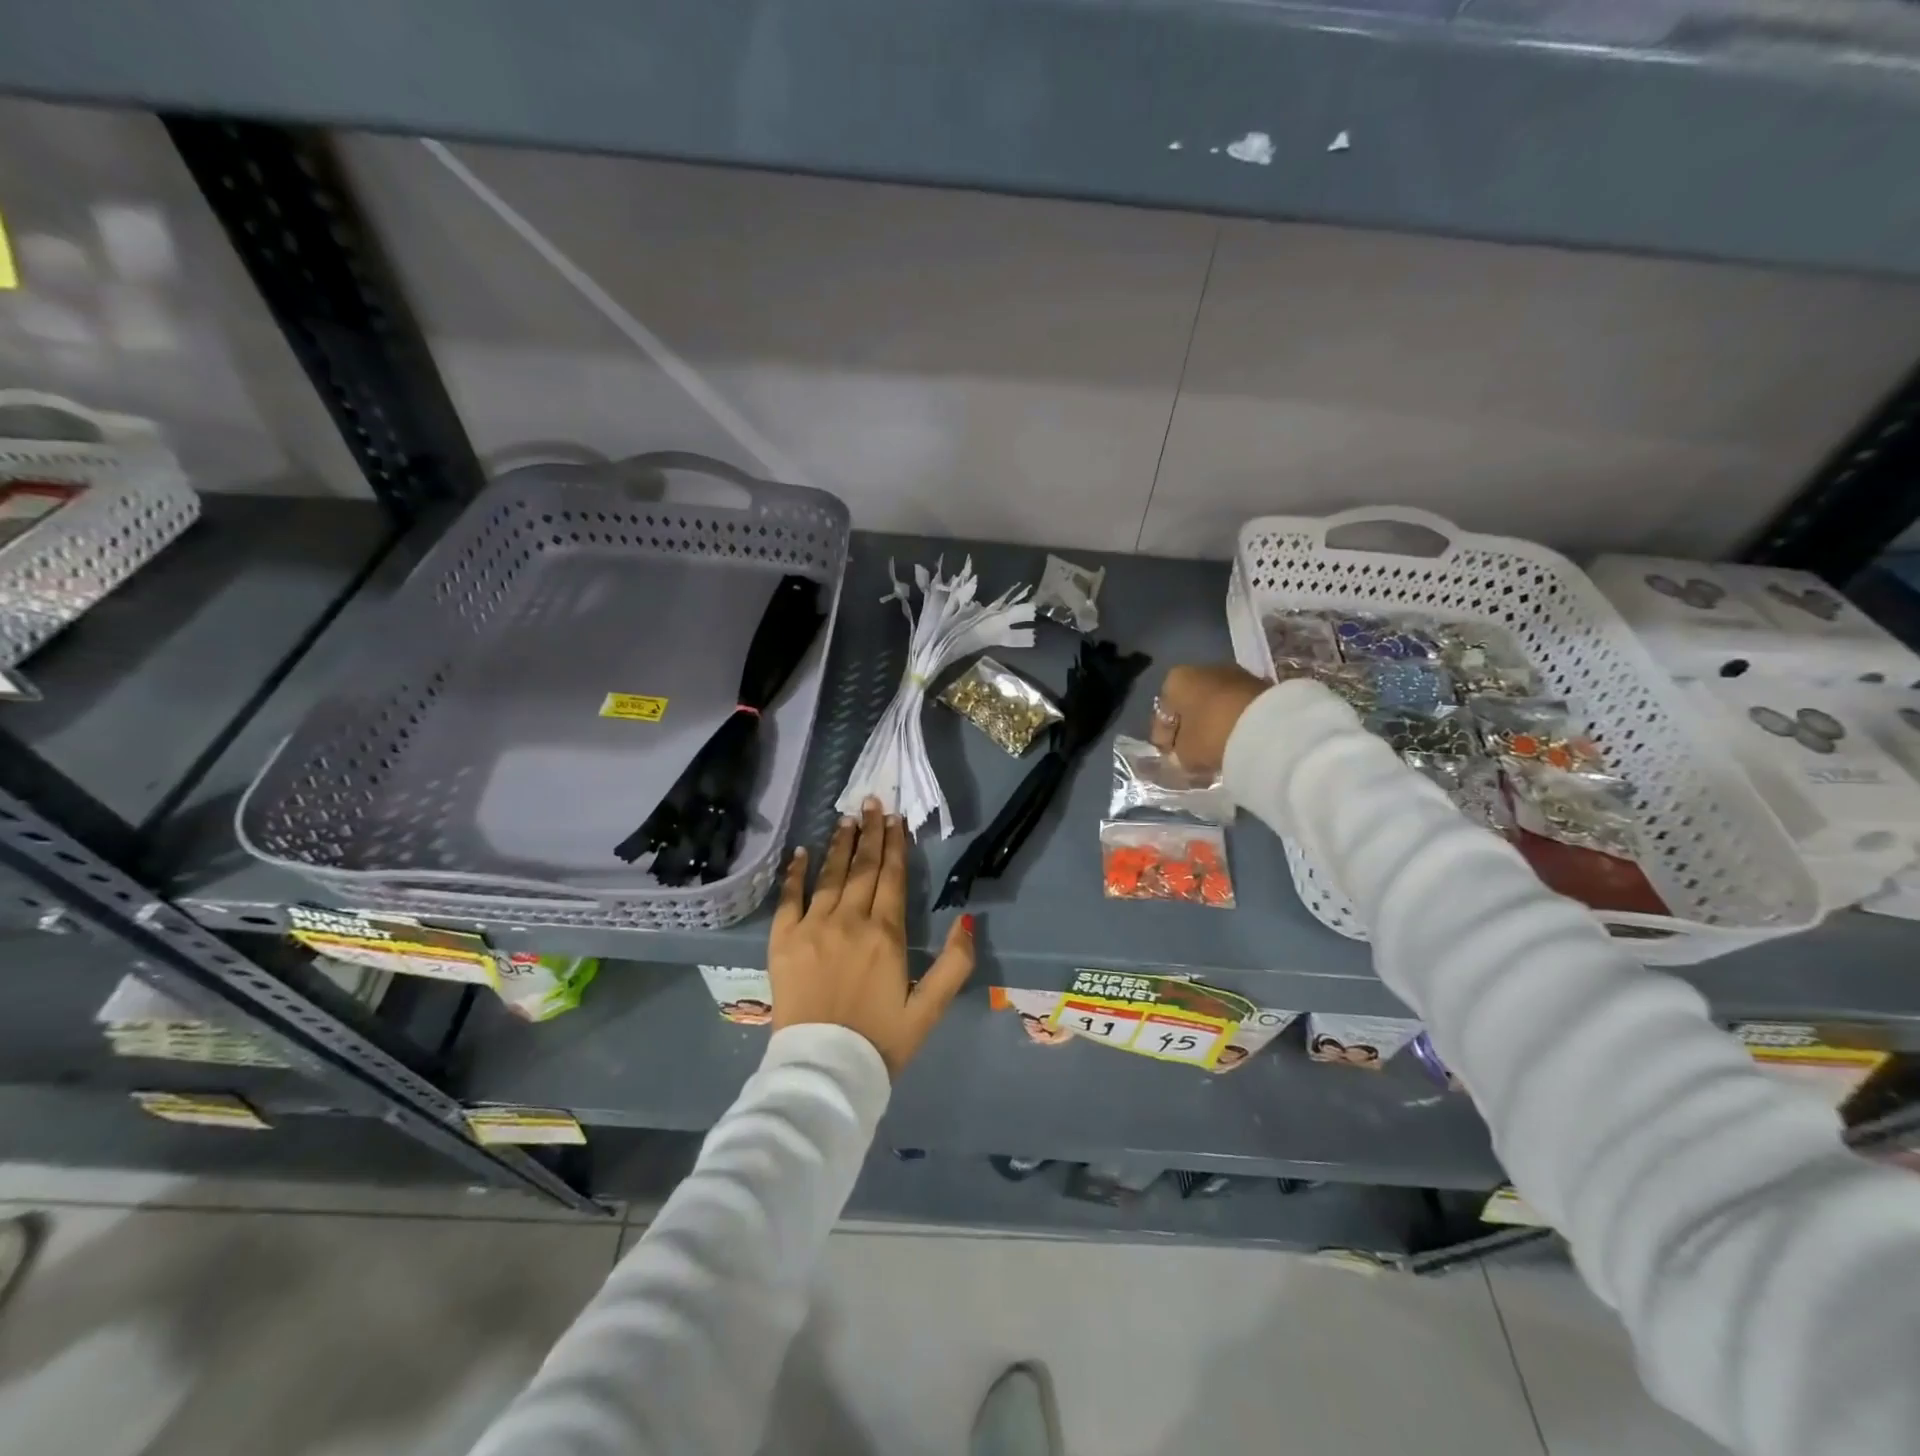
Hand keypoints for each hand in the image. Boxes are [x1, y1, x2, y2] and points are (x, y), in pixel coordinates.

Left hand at [769, 797, 975, 1077]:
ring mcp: (812, 928)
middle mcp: (848, 921)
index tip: (895, 819)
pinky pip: (789, 897)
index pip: (890, 877)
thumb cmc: (880, 1041)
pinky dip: (795, 872)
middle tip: (872, 803)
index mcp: (885, 935)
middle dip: (869, 833)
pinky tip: (801, 852)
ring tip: (846, 817)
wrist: (823, 1072)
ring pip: (829, 875)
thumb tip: (966, 918)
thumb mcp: (929, 1009)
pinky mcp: (783, 941)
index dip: (894, 845)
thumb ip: (954, 964)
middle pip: (861, 868)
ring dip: (839, 844)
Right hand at [1151, 664, 1269, 775]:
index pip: (1162, 713)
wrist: (1267, 725)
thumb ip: (1178, 753)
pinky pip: (1234, 706)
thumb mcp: (1185, 753)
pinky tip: (1233, 739)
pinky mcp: (1258, 684)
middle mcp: (1201, 669)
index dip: (1163, 738)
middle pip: (1188, 704)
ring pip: (1213, 703)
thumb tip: (1183, 752)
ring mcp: (1232, 673)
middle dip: (1188, 727)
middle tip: (1190, 752)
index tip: (1168, 756)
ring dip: (1211, 723)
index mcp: (1175, 680)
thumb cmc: (1212, 734)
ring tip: (1214, 748)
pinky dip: (1230, 720)